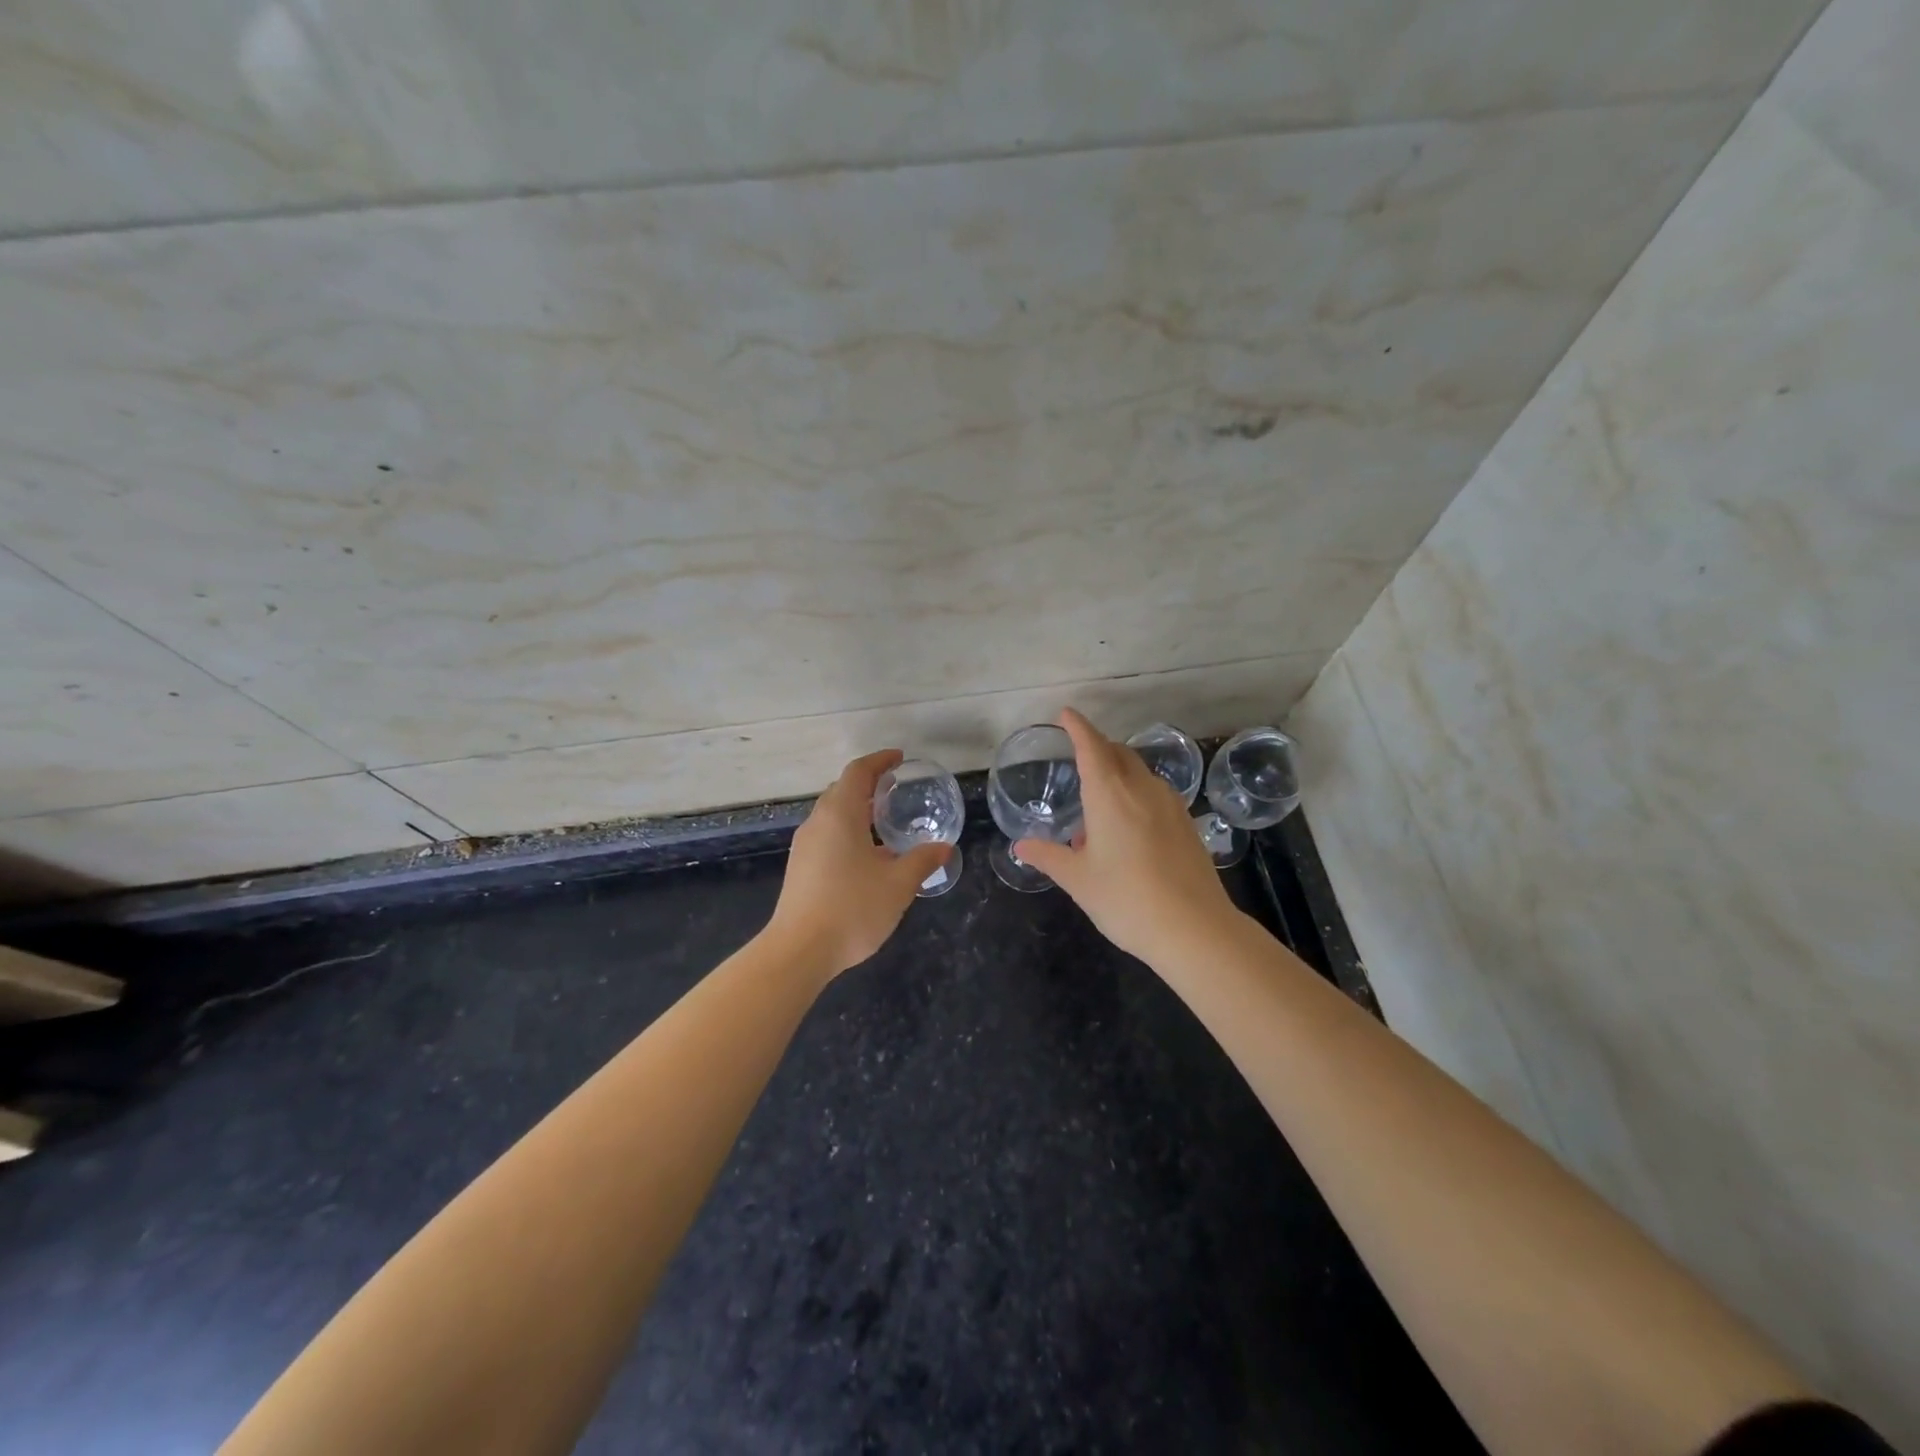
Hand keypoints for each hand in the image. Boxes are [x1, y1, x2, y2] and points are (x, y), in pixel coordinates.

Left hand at [768, 749, 951, 978]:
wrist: (799, 951)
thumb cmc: (853, 908)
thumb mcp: (898, 884)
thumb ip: (922, 861)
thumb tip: (944, 847)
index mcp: (840, 815)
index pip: (858, 772)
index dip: (879, 761)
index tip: (899, 759)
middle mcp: (818, 823)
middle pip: (841, 790)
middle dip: (868, 784)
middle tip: (895, 789)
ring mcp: (804, 846)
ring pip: (832, 814)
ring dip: (857, 810)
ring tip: (884, 821)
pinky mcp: (799, 868)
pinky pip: (826, 835)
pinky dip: (847, 831)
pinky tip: (866, 855)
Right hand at [1015, 709, 1238, 967]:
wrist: (1195, 929)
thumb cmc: (1127, 900)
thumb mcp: (1078, 880)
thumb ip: (1048, 857)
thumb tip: (1020, 846)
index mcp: (1110, 794)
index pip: (1092, 746)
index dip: (1078, 727)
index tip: (1066, 713)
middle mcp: (1142, 789)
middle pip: (1118, 753)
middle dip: (1097, 748)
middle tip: (1077, 761)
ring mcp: (1170, 804)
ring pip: (1139, 773)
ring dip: (1117, 775)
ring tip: (1097, 810)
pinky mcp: (1187, 823)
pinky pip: (1154, 794)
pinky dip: (1135, 795)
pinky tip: (1127, 830)